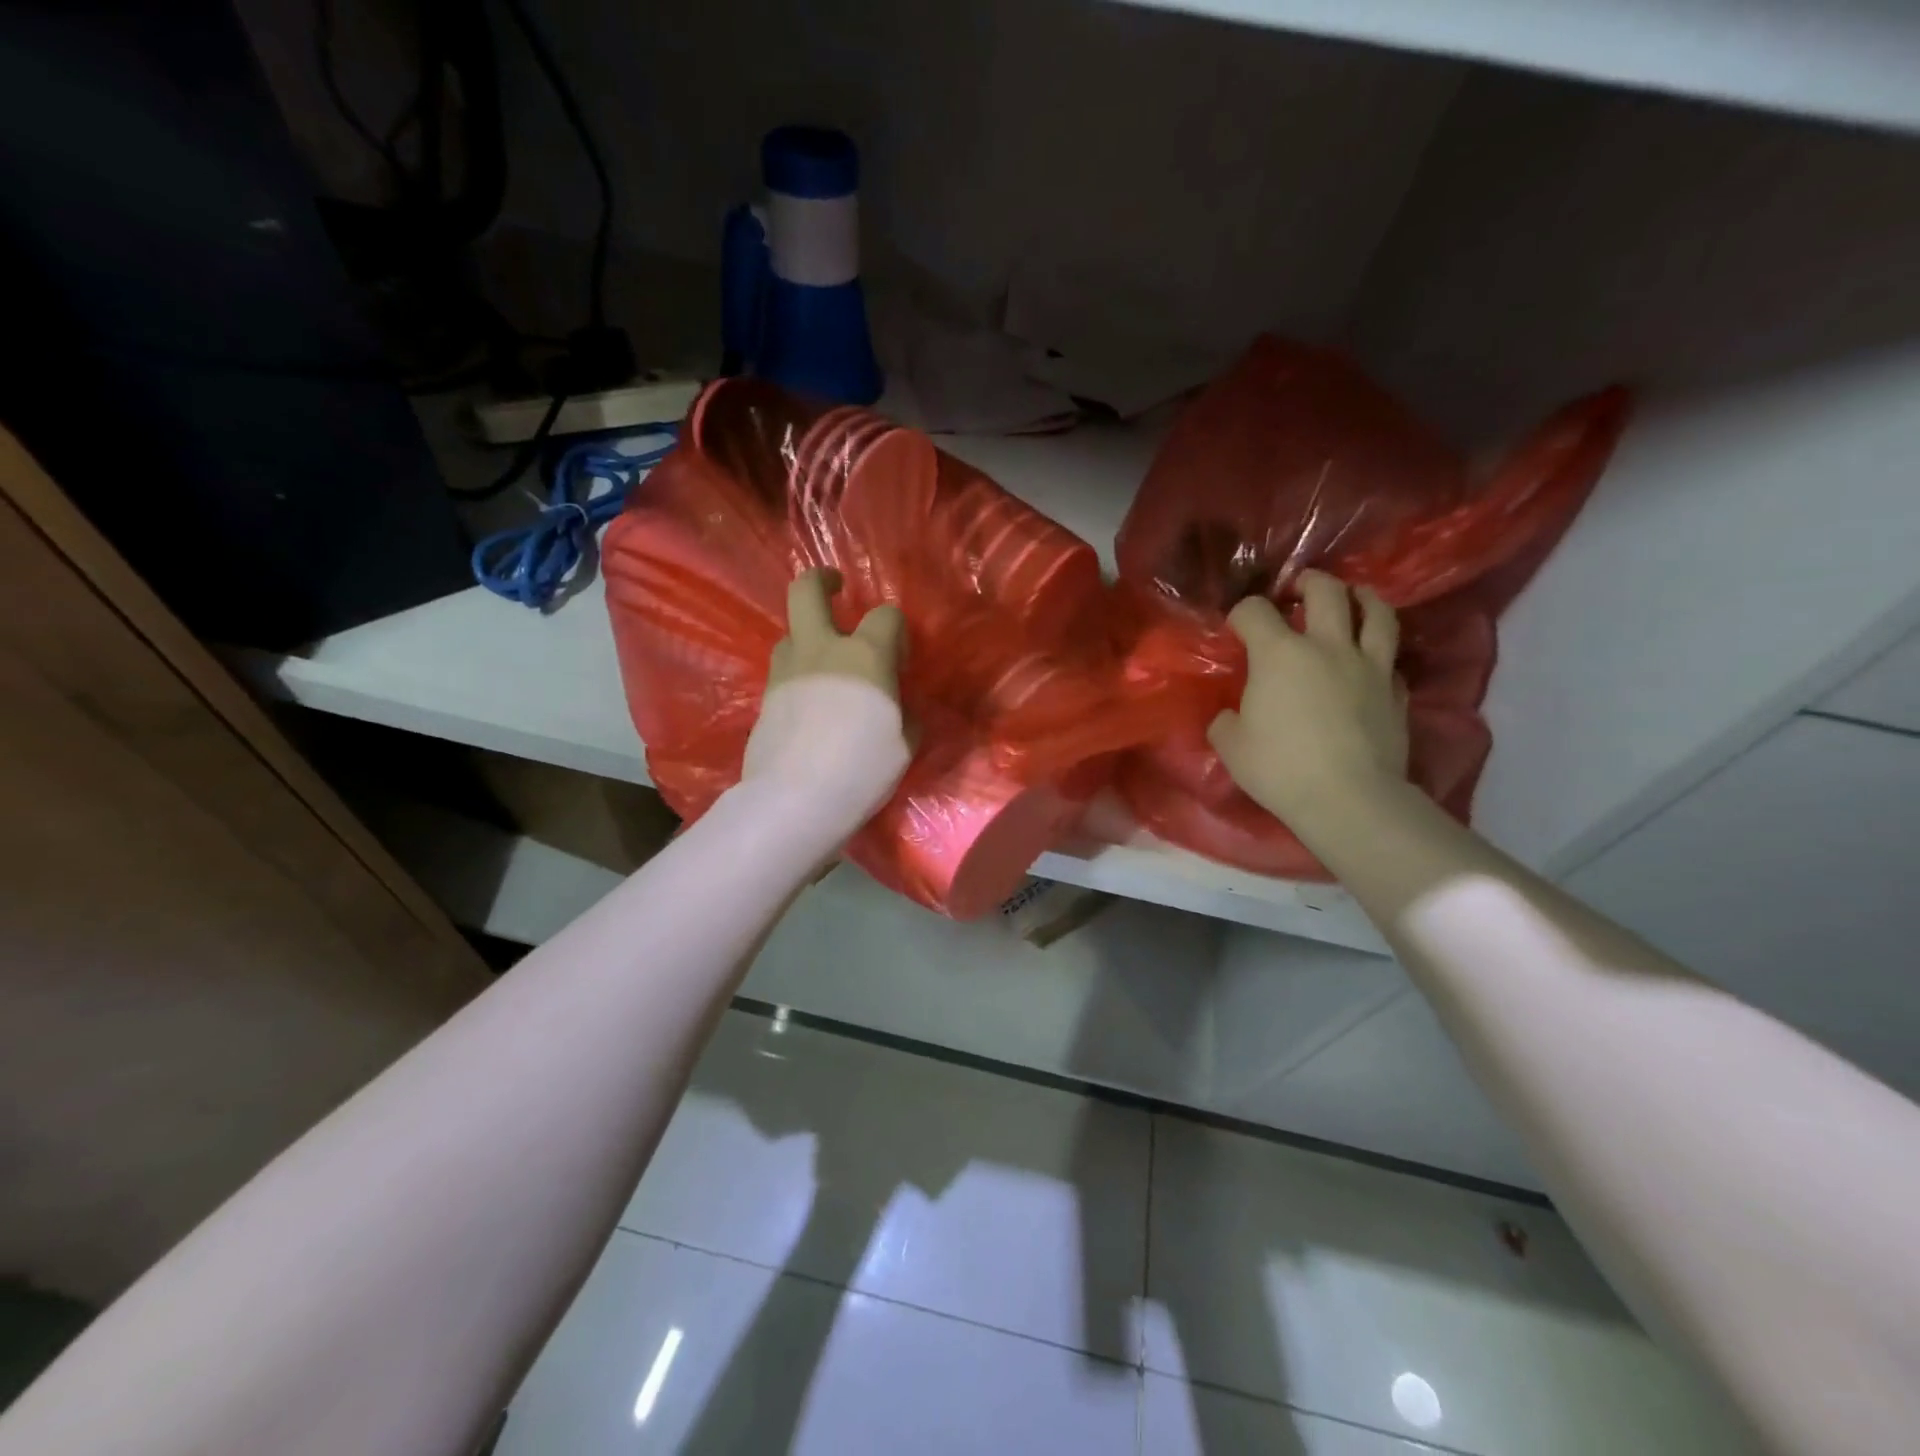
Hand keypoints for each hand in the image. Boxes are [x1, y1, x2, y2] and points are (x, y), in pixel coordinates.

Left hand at [741, 569, 911, 842]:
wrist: (796, 800)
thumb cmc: (863, 768)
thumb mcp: (904, 744)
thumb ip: (903, 714)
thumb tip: (896, 705)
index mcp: (865, 656)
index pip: (886, 616)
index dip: (896, 629)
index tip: (900, 653)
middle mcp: (821, 651)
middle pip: (807, 591)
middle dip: (821, 581)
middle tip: (835, 587)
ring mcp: (786, 672)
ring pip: (790, 634)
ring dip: (808, 638)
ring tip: (823, 663)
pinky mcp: (764, 699)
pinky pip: (782, 672)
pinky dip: (797, 675)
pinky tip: (808, 702)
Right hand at [1207, 570, 1408, 824]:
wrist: (1349, 798)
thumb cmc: (1280, 767)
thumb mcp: (1231, 746)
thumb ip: (1226, 721)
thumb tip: (1231, 716)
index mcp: (1279, 653)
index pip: (1254, 611)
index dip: (1241, 614)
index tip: (1237, 628)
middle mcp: (1327, 646)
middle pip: (1326, 590)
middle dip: (1308, 582)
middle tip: (1298, 591)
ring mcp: (1370, 666)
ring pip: (1376, 611)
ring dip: (1360, 598)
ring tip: (1351, 601)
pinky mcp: (1397, 691)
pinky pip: (1390, 659)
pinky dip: (1378, 653)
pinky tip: (1369, 663)